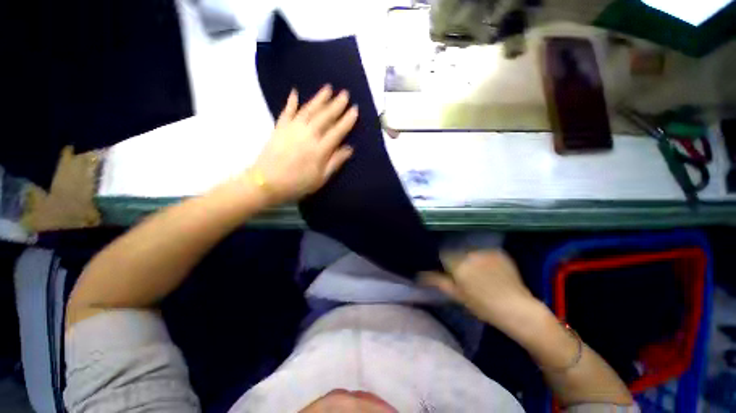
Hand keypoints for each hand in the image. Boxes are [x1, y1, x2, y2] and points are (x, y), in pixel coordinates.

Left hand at [250, 84, 358, 202]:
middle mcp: (308, 135)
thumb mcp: (321, 178)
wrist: (266, 183)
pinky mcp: (280, 128)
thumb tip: (350, 148)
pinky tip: (295, 93)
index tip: (355, 109)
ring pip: (309, 110)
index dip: (347, 120)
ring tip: (328, 88)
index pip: (337, 131)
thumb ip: (335, 162)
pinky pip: (287, 112)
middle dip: (337, 104)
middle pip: (325, 116)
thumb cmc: (297, 184)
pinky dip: (291, 102)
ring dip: (319, 98)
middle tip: (345, 93)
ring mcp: (293, 129)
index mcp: (320, 149)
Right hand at [420, 250, 542, 330]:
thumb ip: (437, 281)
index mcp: (458, 264)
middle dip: (457, 260)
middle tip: (464, 275)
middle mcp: (470, 253)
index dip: (443, 262)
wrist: (518, 309)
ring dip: (470, 258)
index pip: (442, 254)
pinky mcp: (498, 252)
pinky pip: (484, 251)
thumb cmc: (483, 306)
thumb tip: (419, 274)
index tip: (448, 271)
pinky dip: (483, 258)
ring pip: (470, 251)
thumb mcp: (457, 295)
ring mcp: (485, 251)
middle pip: (456, 251)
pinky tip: (490, 270)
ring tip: (479, 273)